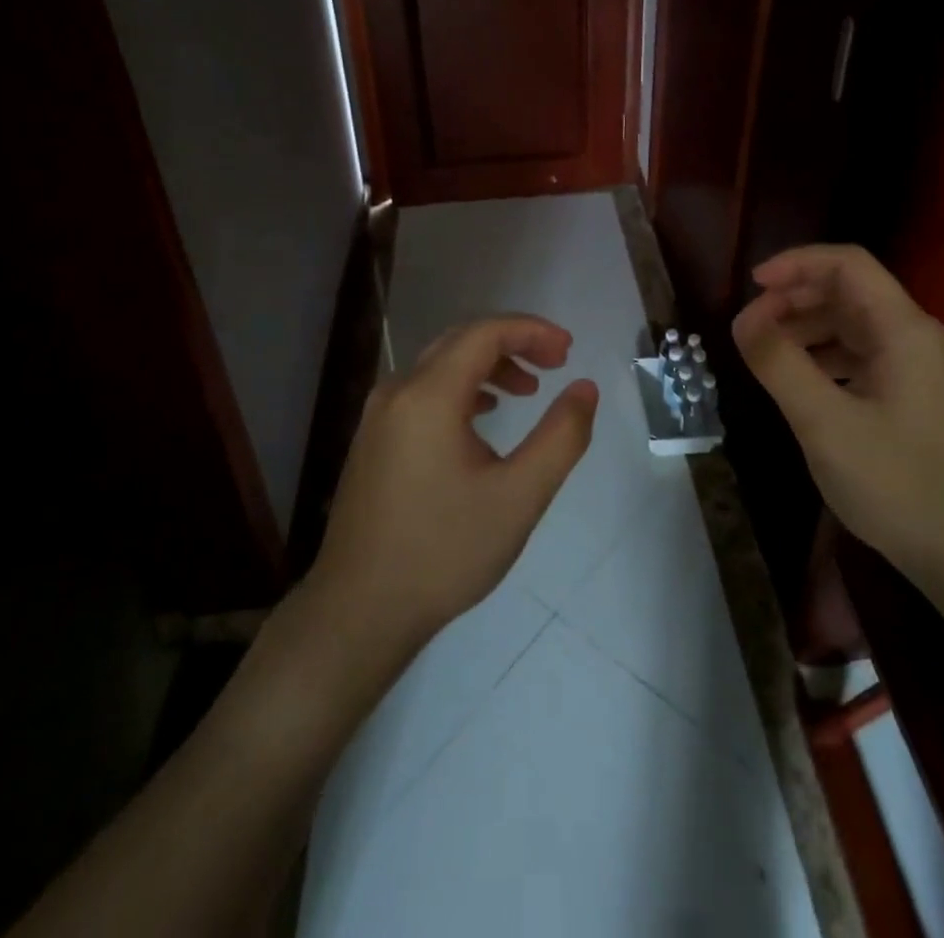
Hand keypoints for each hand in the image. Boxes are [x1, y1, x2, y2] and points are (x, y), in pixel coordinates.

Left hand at [311, 316, 598, 647]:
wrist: (358, 611)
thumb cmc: (444, 552)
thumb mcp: (519, 496)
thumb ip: (561, 436)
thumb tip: (584, 388)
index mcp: (428, 395)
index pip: (485, 333)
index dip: (532, 331)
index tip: (569, 350)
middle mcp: (397, 392)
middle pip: (461, 341)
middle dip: (514, 343)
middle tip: (556, 364)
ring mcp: (378, 415)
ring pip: (440, 365)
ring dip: (488, 366)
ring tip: (528, 391)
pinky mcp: (373, 439)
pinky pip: (423, 391)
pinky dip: (462, 389)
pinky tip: (483, 417)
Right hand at [730, 244, 943, 586]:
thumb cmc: (898, 483)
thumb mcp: (824, 422)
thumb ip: (779, 363)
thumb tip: (743, 318)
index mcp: (905, 329)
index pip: (848, 264)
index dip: (796, 263)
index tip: (752, 285)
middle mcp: (917, 337)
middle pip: (850, 292)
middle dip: (796, 298)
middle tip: (752, 327)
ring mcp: (920, 368)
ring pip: (854, 325)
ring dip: (807, 328)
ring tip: (766, 353)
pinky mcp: (915, 396)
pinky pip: (863, 357)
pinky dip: (825, 358)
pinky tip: (799, 383)